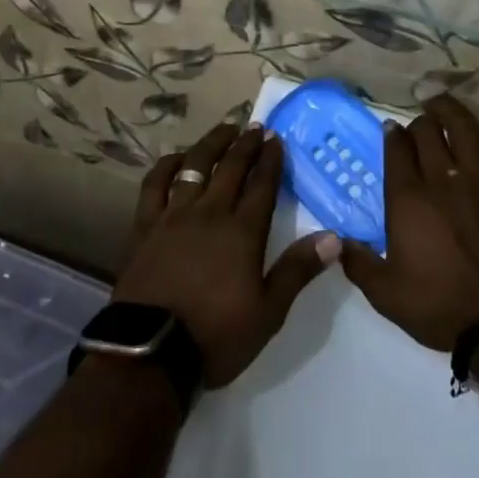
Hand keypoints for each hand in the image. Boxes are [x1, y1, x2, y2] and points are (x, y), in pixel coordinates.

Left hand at [114, 123, 341, 387]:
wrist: (151, 351)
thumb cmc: (216, 335)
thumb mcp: (268, 312)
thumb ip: (298, 270)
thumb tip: (333, 237)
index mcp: (242, 232)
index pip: (262, 186)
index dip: (270, 160)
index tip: (276, 138)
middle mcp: (210, 213)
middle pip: (230, 168)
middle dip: (246, 144)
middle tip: (255, 127)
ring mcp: (174, 215)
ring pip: (194, 167)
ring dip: (211, 144)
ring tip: (224, 130)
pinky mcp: (145, 225)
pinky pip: (155, 184)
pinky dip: (166, 165)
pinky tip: (176, 157)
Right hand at [341, 95, 478, 350]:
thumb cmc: (437, 307)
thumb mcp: (384, 293)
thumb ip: (356, 262)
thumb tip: (337, 240)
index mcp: (407, 199)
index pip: (396, 147)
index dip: (391, 133)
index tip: (390, 131)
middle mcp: (442, 180)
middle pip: (428, 131)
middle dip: (419, 122)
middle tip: (417, 129)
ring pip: (465, 129)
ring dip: (452, 112)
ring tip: (443, 107)